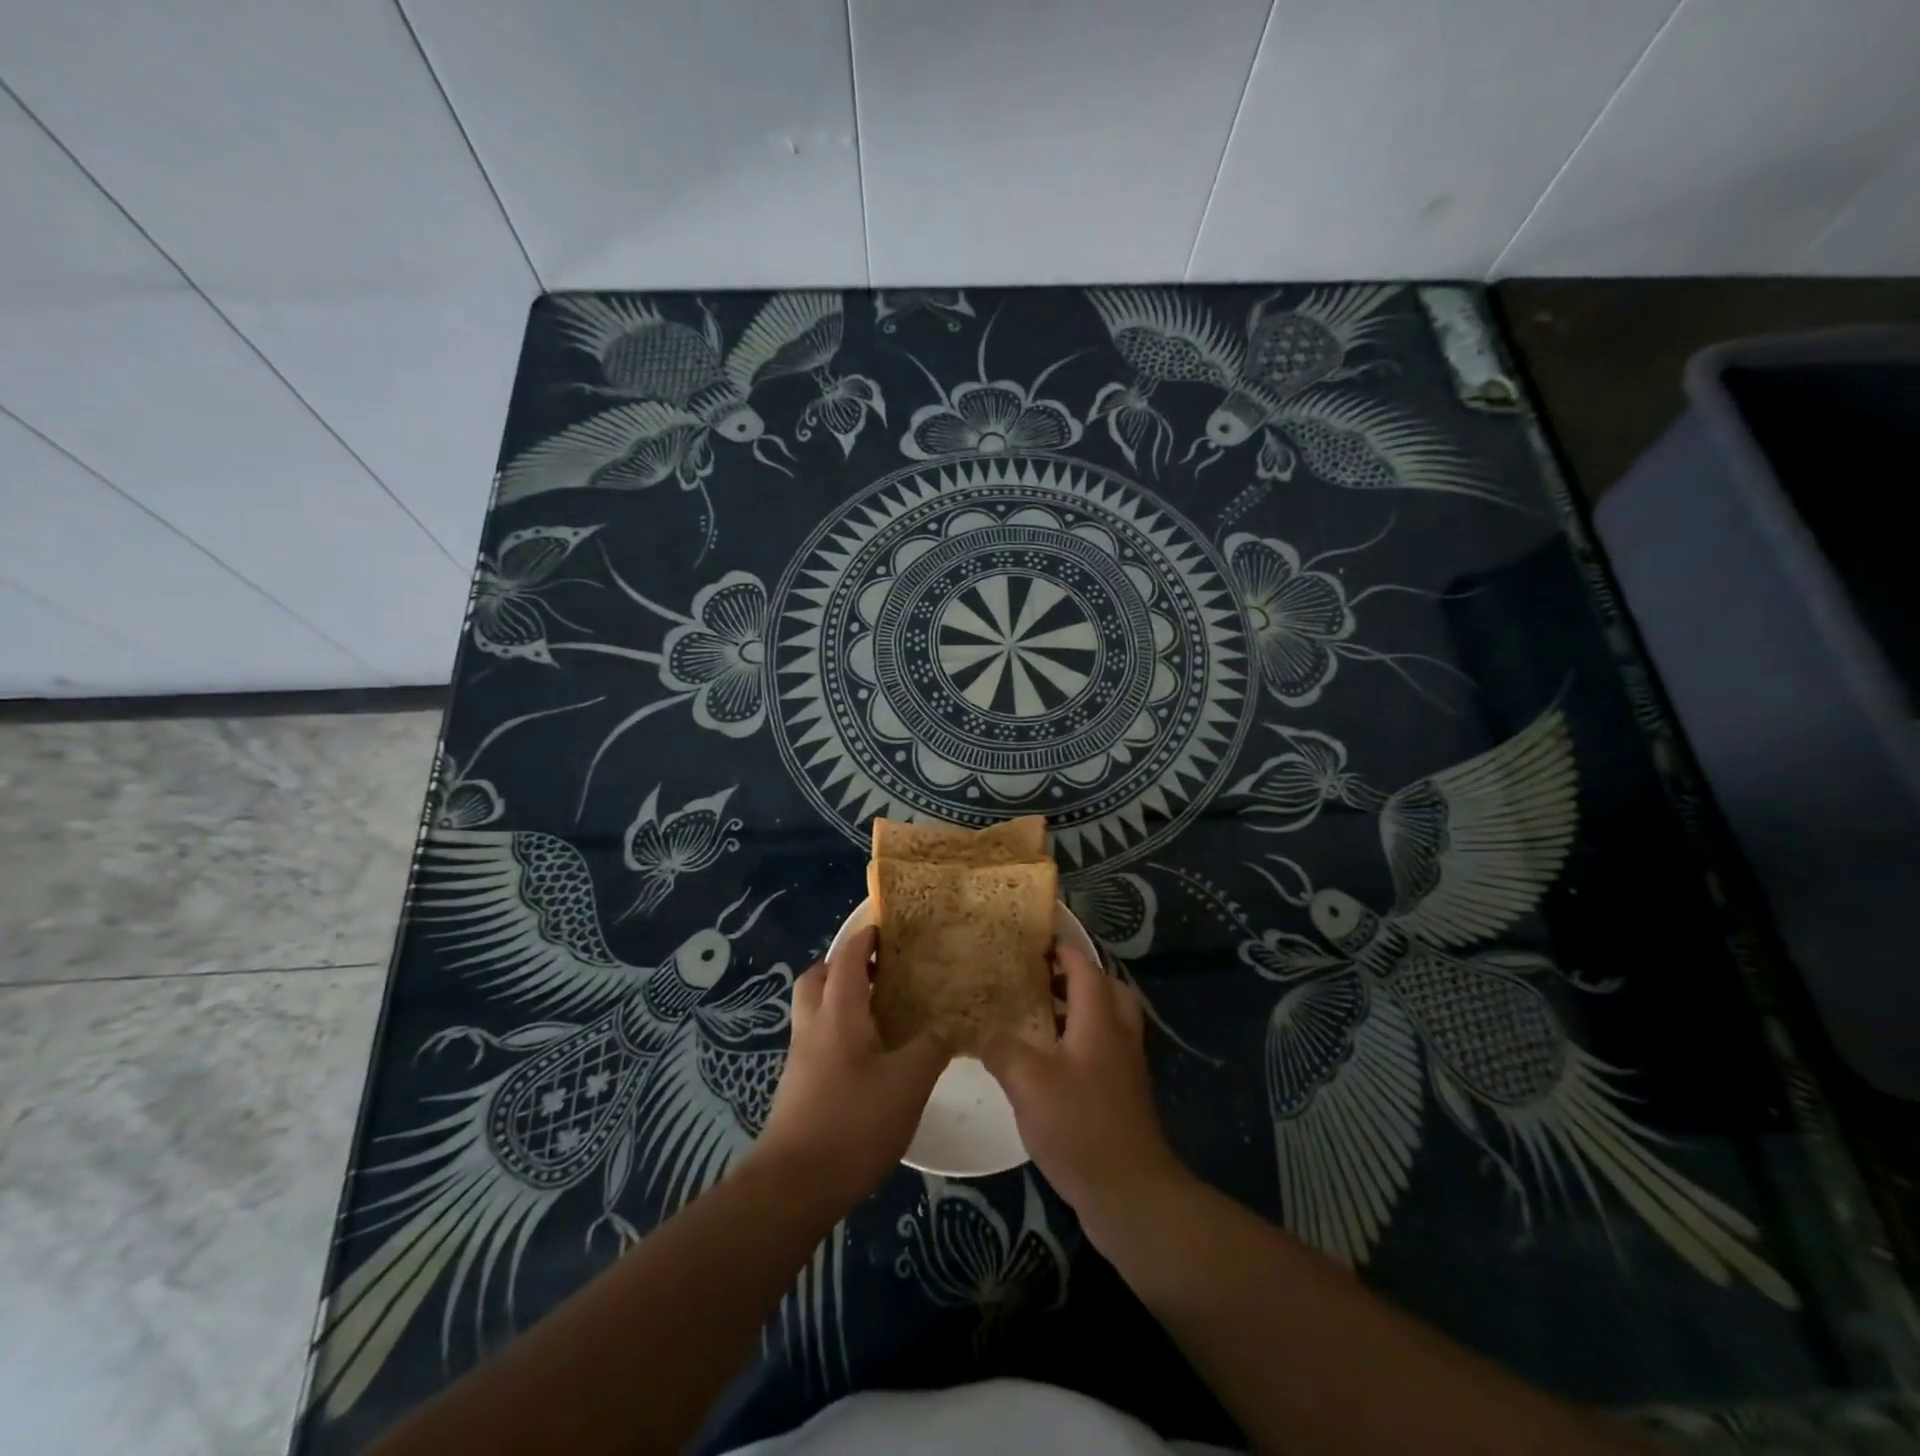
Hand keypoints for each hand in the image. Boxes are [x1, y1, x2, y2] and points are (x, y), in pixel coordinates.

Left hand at [752, 926, 948, 1211]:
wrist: (794, 1185)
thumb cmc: (854, 1121)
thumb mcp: (909, 1082)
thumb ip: (931, 1047)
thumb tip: (947, 1026)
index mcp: (839, 1012)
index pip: (847, 958)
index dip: (864, 938)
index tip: (885, 927)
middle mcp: (813, 1026)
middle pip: (817, 978)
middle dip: (842, 965)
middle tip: (878, 970)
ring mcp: (801, 1058)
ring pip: (814, 1010)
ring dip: (838, 999)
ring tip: (879, 1011)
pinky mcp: (798, 1087)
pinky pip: (817, 1040)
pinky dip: (838, 1032)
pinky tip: (868, 1057)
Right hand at [982, 946, 1187, 1248]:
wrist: (1131, 1194)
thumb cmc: (1080, 1126)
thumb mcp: (1028, 1083)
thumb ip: (1001, 1049)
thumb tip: (979, 1031)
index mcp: (1099, 1020)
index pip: (1084, 967)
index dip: (1062, 948)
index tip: (1035, 937)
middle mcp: (1118, 1035)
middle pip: (1106, 988)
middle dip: (1076, 975)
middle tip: (1039, 975)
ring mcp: (1125, 1066)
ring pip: (1107, 1019)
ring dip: (1078, 1008)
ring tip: (1037, 1013)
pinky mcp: (1123, 1094)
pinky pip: (1103, 1048)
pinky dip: (1080, 1038)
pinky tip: (1049, 1060)